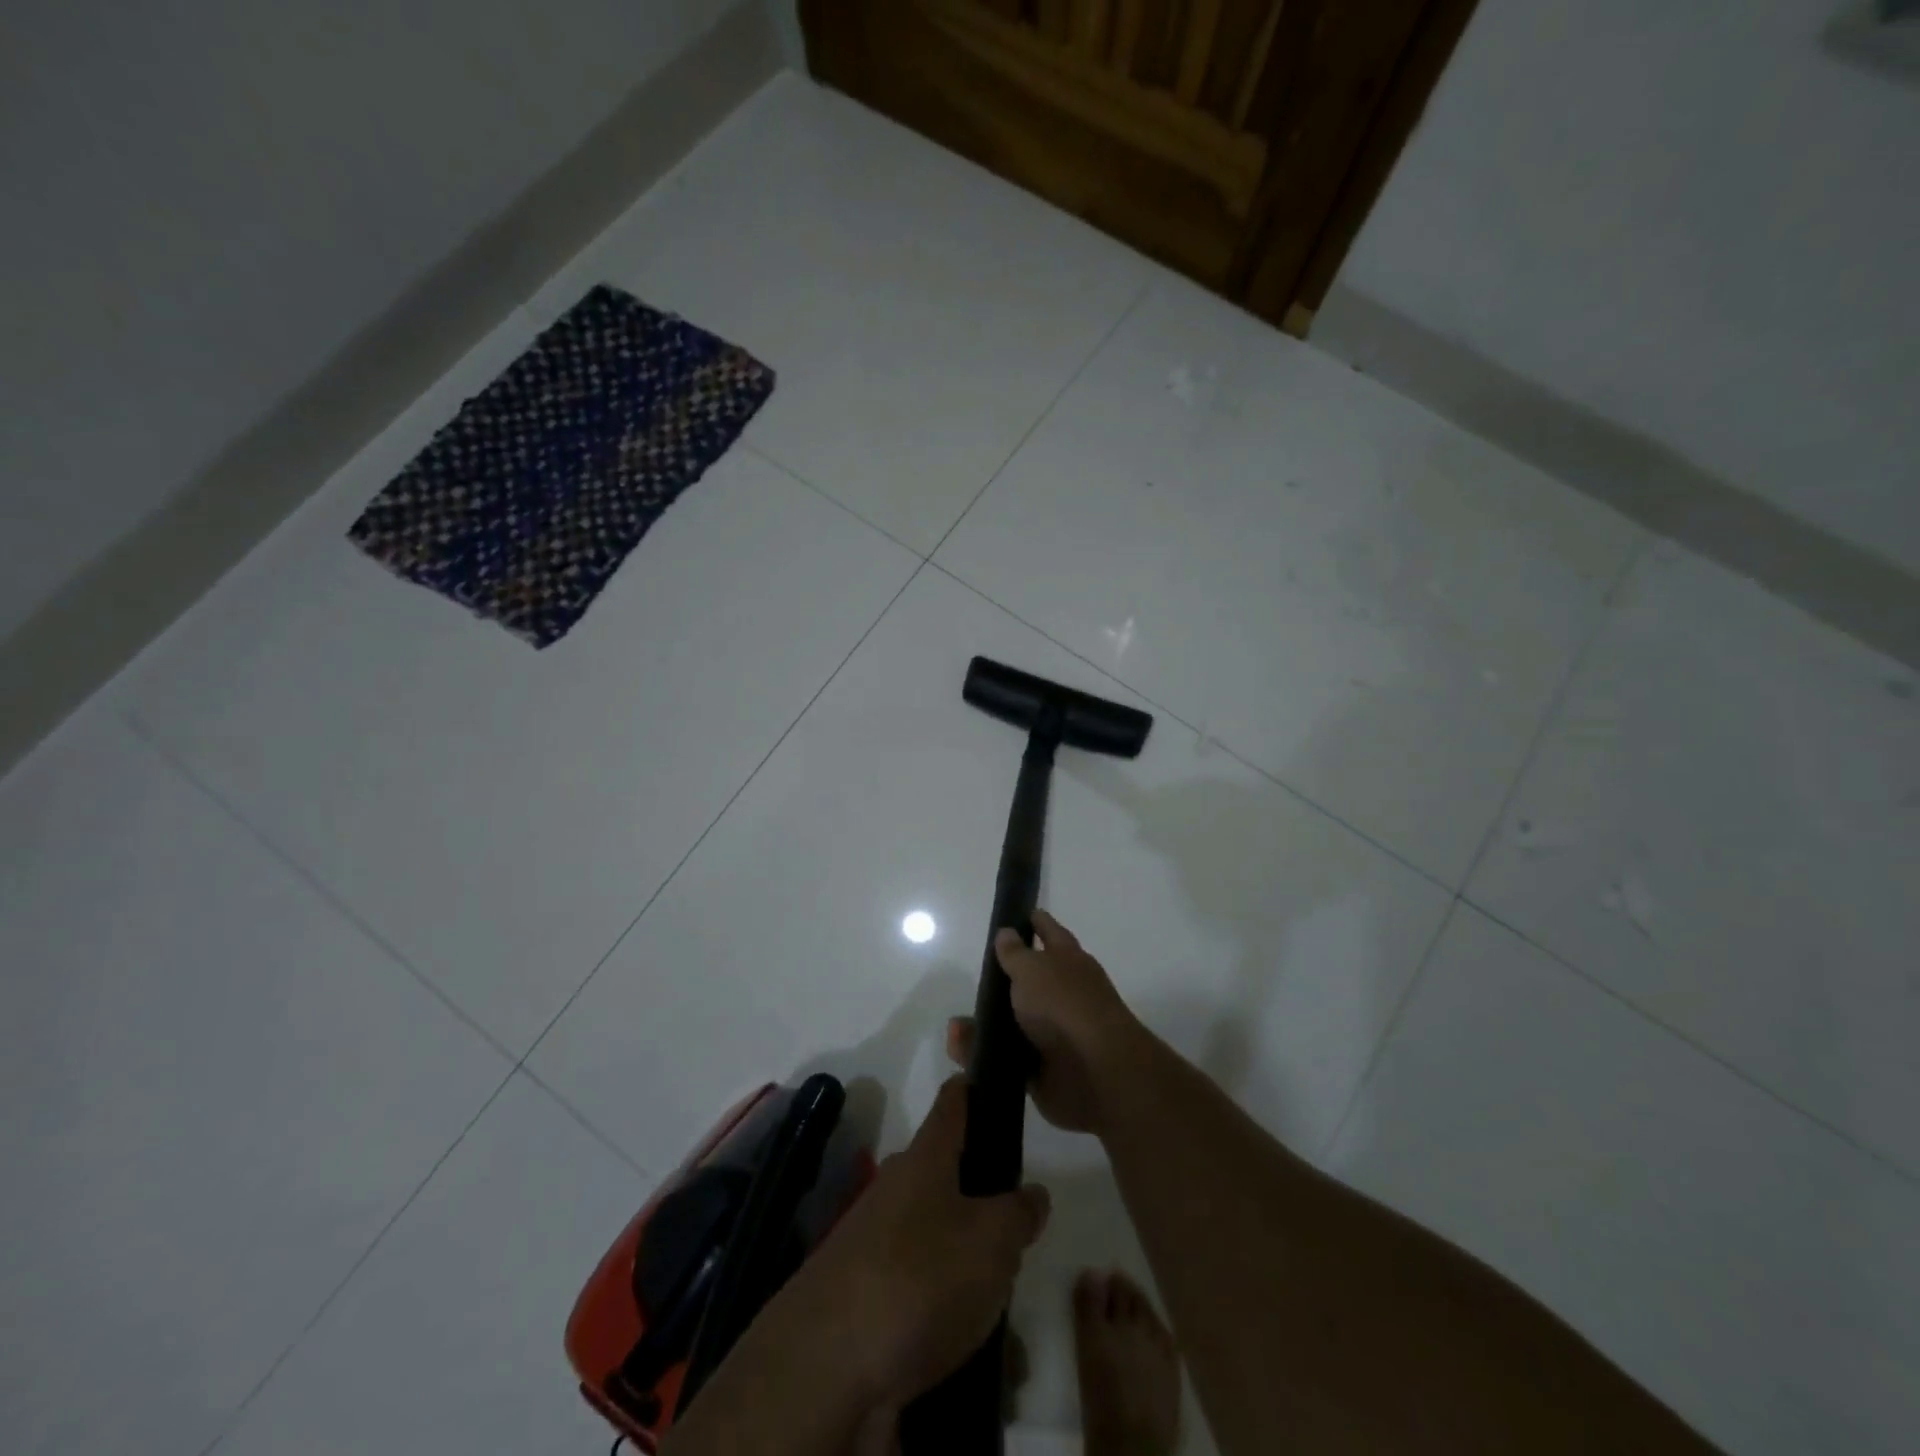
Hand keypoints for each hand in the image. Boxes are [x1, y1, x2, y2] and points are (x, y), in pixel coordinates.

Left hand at [773, 1076, 1050, 1410]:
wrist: (825, 1366)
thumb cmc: (920, 1277)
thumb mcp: (992, 1240)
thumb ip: (1019, 1213)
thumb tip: (1031, 1193)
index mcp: (926, 1158)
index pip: (953, 1102)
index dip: (975, 1087)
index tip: (996, 1082)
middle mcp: (897, 1187)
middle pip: (947, 1173)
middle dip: (984, 1197)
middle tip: (1019, 1233)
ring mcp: (876, 1240)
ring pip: (937, 1236)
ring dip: (969, 1264)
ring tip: (1002, 1307)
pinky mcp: (865, 1294)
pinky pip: (920, 1288)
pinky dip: (948, 1310)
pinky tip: (973, 1348)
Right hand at [947, 909, 1145, 1134]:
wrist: (1094, 1074)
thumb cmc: (1064, 1005)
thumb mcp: (1032, 969)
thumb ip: (1015, 953)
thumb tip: (1006, 933)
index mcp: (1068, 960)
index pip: (1049, 931)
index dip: (1035, 921)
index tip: (1017, 914)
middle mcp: (1063, 993)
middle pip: (1031, 979)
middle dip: (1006, 978)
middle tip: (977, 973)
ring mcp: (1054, 1032)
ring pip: (1014, 1021)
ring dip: (987, 1022)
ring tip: (957, 1023)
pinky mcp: (1041, 1068)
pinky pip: (1006, 1057)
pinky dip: (984, 1053)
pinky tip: (960, 1047)